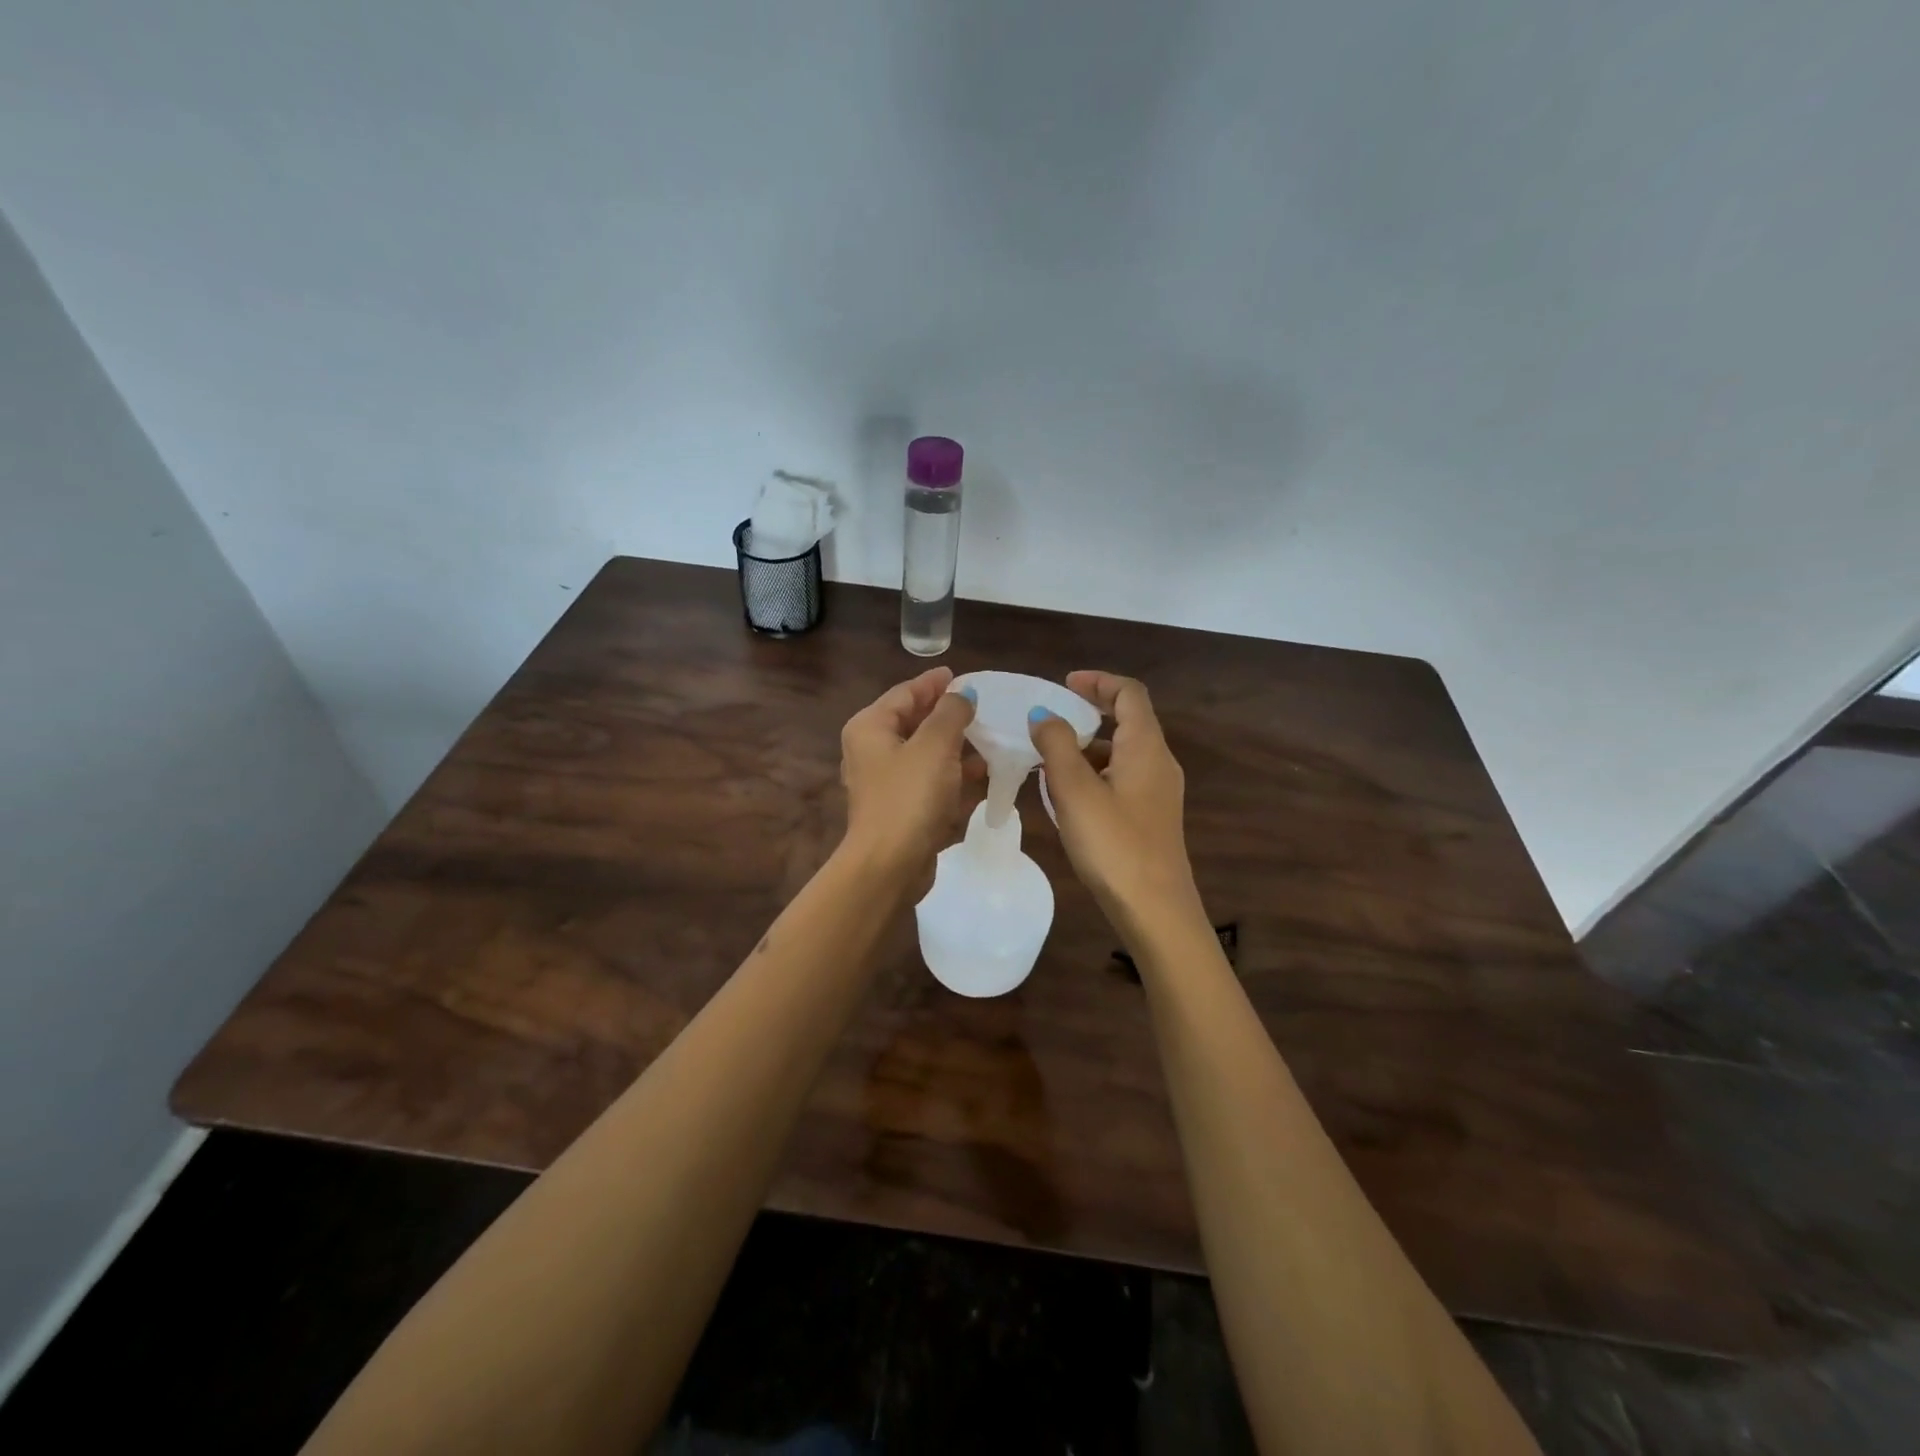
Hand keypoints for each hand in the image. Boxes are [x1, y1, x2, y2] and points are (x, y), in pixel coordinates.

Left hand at [839, 666, 976, 887]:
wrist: (890, 866)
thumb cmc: (910, 797)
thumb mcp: (935, 745)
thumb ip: (951, 713)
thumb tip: (962, 696)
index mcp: (871, 728)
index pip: (905, 693)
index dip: (934, 683)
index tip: (963, 676)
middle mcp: (873, 751)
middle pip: (915, 723)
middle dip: (949, 717)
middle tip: (984, 708)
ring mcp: (886, 783)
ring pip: (926, 755)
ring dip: (957, 749)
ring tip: (993, 743)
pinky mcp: (901, 810)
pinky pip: (931, 783)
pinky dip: (954, 777)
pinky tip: (984, 778)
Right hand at [1029, 671, 1199, 936]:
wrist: (1154, 910)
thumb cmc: (1114, 843)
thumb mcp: (1075, 789)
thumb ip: (1056, 745)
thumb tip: (1043, 715)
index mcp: (1146, 746)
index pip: (1129, 693)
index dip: (1098, 682)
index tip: (1064, 685)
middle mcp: (1159, 762)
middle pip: (1128, 721)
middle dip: (1088, 714)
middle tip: (1049, 720)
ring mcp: (1158, 792)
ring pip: (1122, 753)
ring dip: (1088, 747)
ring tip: (1048, 758)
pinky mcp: (1151, 818)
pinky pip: (1122, 779)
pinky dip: (1094, 773)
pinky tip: (1067, 796)